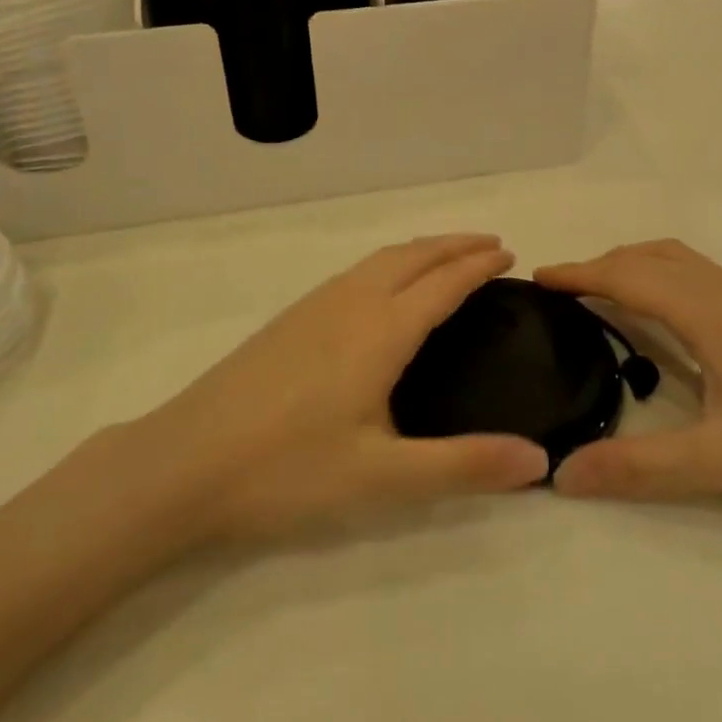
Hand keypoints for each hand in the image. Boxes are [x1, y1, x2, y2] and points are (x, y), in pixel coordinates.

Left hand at [156, 234, 549, 540]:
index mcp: (380, 330)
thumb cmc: (287, 470)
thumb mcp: (384, 477)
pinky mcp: (289, 320)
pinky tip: (382, 289)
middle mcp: (350, 304)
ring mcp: (313, 307)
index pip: (443, 283)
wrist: (181, 463)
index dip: (478, 266)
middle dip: (454, 245)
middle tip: (490, 245)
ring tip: (446, 258)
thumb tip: (540, 459)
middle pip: (413, 256)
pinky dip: (389, 263)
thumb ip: (464, 466)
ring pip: (380, 260)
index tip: (509, 255)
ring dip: (421, 250)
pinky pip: (355, 272)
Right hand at [535, 240, 721, 507]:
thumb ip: (639, 468)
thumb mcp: (720, 462)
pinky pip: (696, 273)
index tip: (538, 278)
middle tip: (562, 292)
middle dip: (601, 264)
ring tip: (601, 293)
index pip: (629, 276)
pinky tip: (662, 311)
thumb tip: (562, 474)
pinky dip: (660, 273)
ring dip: (632, 264)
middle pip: (651, 256)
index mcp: (709, 313)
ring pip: (677, 259)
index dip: (580, 273)